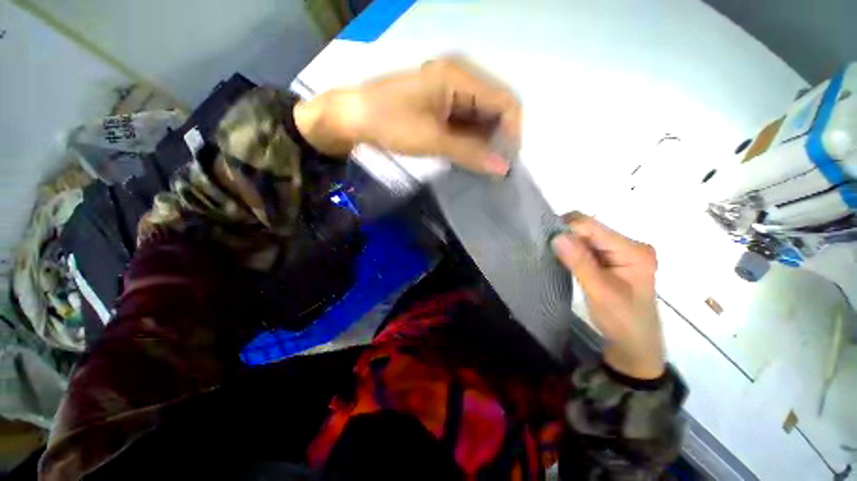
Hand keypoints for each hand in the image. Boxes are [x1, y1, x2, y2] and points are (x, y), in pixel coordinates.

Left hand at [294, 57, 520, 175]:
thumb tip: (503, 168)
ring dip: (484, 141)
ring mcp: (450, 89)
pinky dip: (470, 139)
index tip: (506, 162)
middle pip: (495, 108)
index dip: (512, 132)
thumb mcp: (432, 140)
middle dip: (498, 138)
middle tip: (493, 167)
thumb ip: (470, 153)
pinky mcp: (441, 102)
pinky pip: (466, 120)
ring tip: (481, 164)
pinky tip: (468, 155)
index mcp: (460, 75)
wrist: (354, 117)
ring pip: (481, 116)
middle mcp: (460, 76)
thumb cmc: (390, 123)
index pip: (505, 101)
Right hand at [551, 213, 664, 379]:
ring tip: (554, 256)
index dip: (567, 229)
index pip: (593, 227)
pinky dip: (572, 251)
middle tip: (548, 251)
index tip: (545, 240)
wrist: (634, 342)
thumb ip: (580, 262)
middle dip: (566, 236)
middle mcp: (629, 245)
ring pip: (586, 237)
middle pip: (589, 229)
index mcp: (633, 250)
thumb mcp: (599, 292)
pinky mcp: (612, 258)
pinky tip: (564, 260)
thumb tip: (557, 236)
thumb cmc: (621, 320)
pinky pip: (587, 247)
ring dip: (568, 244)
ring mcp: (621, 251)